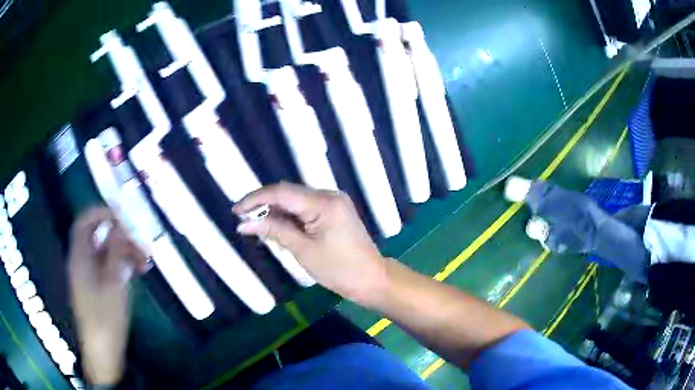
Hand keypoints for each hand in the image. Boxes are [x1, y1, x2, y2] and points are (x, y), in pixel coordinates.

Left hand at [68, 208, 147, 384]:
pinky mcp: (96, 287)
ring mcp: (89, 276)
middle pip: (98, 236)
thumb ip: (115, 252)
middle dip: (120, 235)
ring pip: (105, 252)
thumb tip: (119, 225)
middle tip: (141, 243)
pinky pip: (107, 267)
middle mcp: (82, 262)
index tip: (122, 214)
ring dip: (124, 252)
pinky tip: (137, 271)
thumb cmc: (106, 318)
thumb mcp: (113, 284)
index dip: (101, 212)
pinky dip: (121, 265)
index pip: (85, 222)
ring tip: (145, 262)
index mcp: (80, 257)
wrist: (103, 352)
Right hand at [233, 183, 388, 304]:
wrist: (372, 279)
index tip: (236, 210)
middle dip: (264, 204)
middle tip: (243, 219)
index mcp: (323, 203)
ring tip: (255, 224)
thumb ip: (274, 231)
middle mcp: (329, 195)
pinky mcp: (335, 211)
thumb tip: (245, 223)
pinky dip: (289, 216)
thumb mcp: (303, 251)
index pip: (281, 192)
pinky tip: (276, 226)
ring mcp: (334, 202)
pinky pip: (306, 208)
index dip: (255, 199)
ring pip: (296, 200)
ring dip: (275, 211)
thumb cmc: (339, 270)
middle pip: (288, 193)